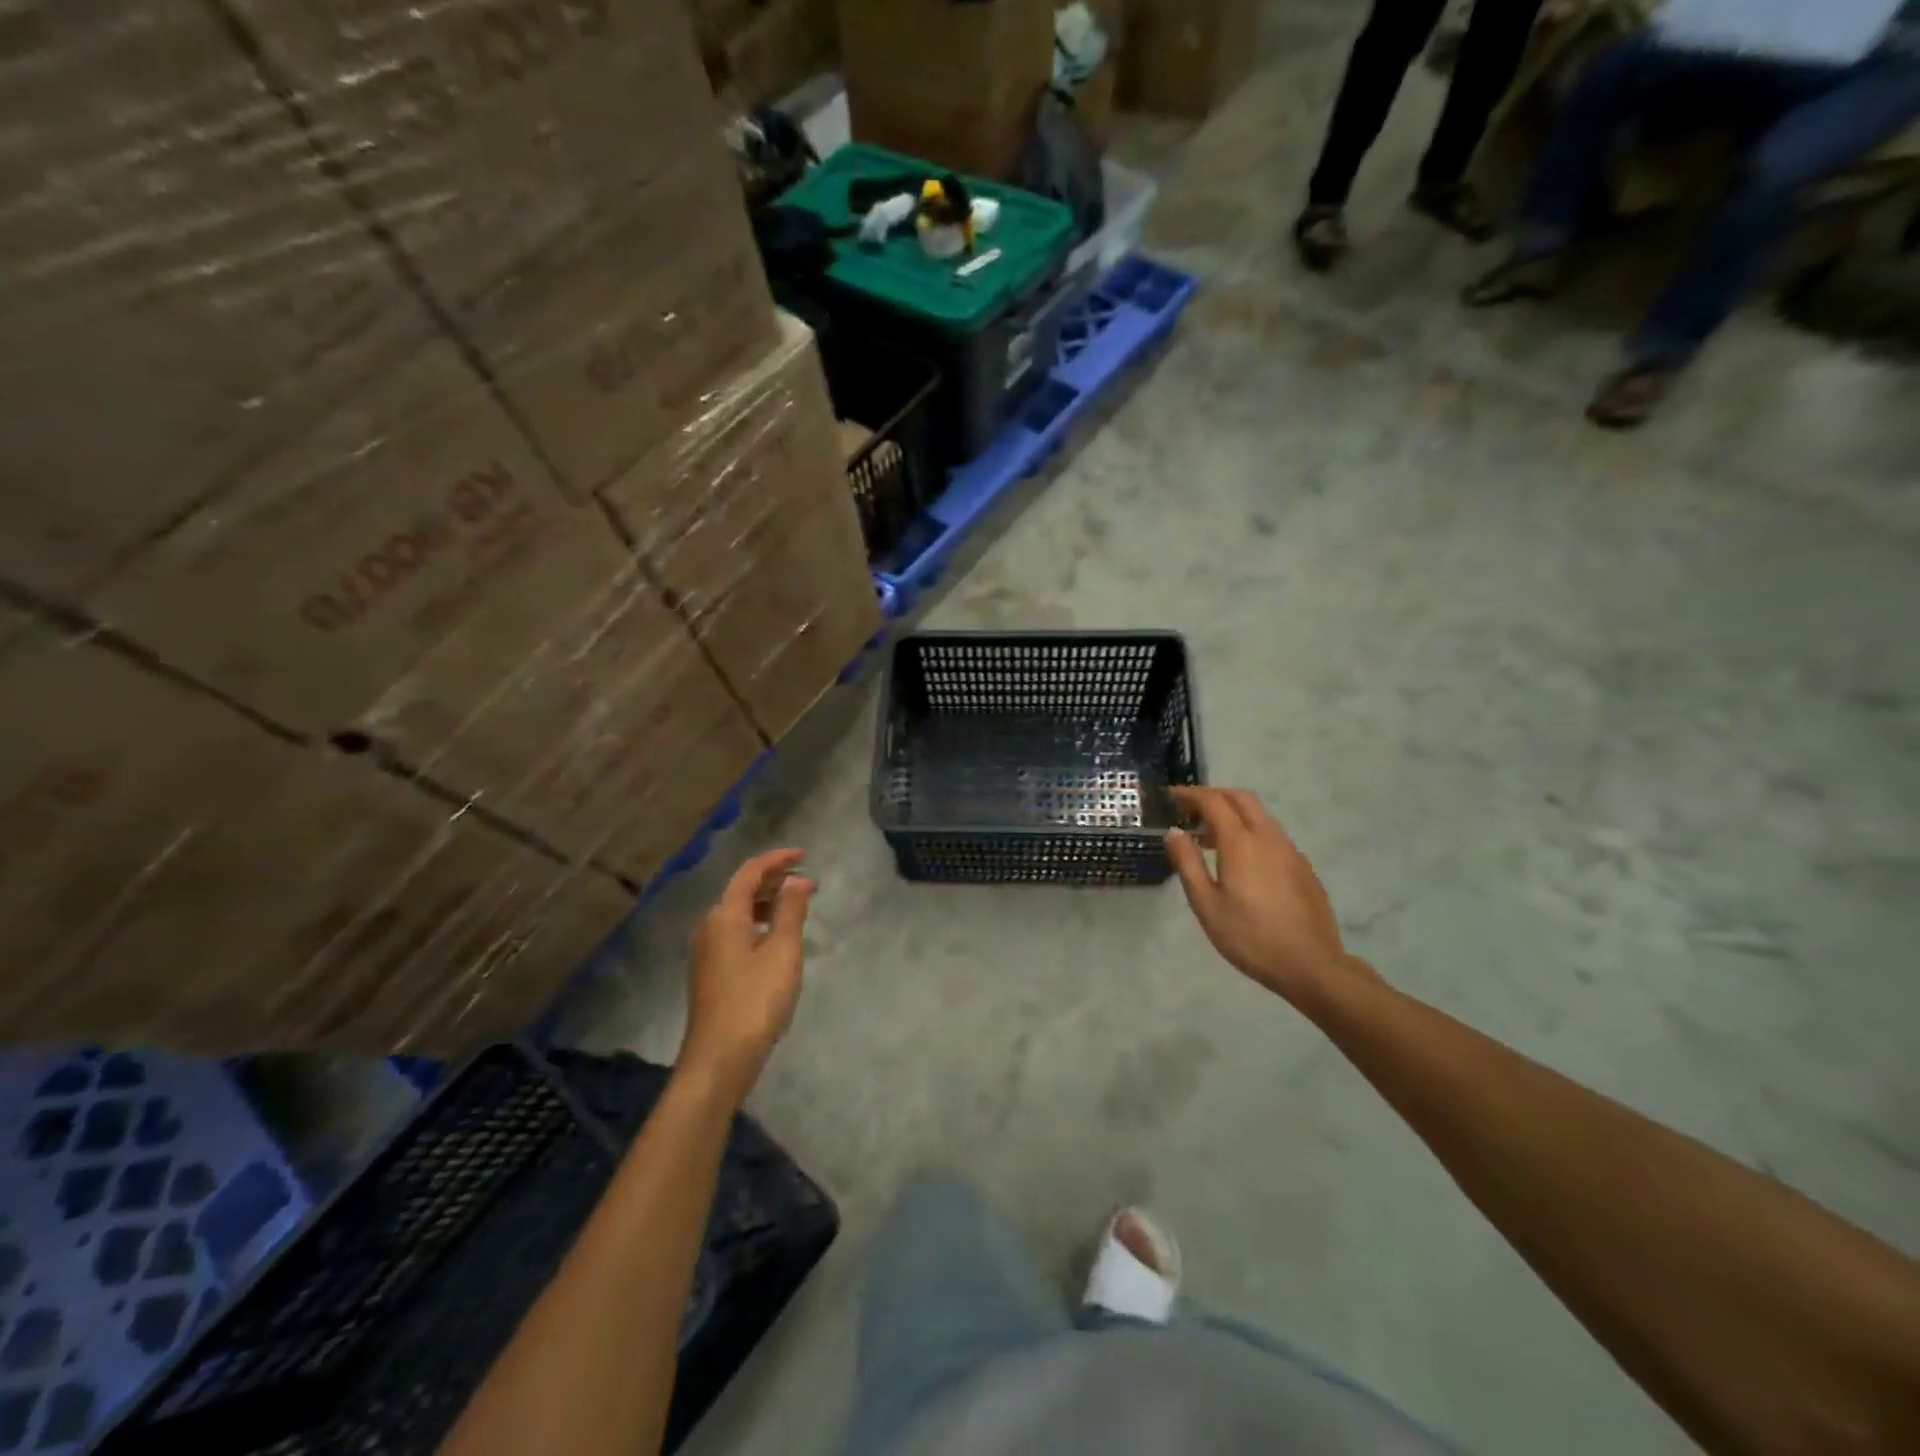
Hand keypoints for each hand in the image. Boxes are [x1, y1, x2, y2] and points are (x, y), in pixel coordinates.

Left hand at [680, 849, 813, 1100]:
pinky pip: (736, 932)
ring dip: (768, 903)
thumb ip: (791, 910)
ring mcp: (707, 951)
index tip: (805, 855)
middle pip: (742, 890)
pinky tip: (777, 937)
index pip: (750, 873)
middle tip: (808, 881)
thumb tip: (796, 880)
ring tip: (798, 906)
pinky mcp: (711, 971)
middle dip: (775, 880)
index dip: (777, 859)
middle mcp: (710, 926)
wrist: (719, 1059)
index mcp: (724, 915)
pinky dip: (759, 923)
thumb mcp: (782, 951)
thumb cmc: (755, 1000)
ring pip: (739, 912)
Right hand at [1165, 788, 1372, 1015]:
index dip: (1190, 794)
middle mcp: (1268, 837)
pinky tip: (1241, 860)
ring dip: (1233, 813)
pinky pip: (1272, 835)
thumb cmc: (1249, 937)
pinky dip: (1250, 831)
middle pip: (1241, 799)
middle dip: (1214, 795)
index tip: (1171, 796)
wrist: (1311, 965)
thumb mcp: (1206, 904)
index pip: (1213, 802)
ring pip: (1260, 816)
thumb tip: (1174, 831)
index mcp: (1241, 843)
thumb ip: (1188, 863)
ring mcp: (1290, 851)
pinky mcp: (1303, 867)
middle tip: (1190, 807)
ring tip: (1210, 835)